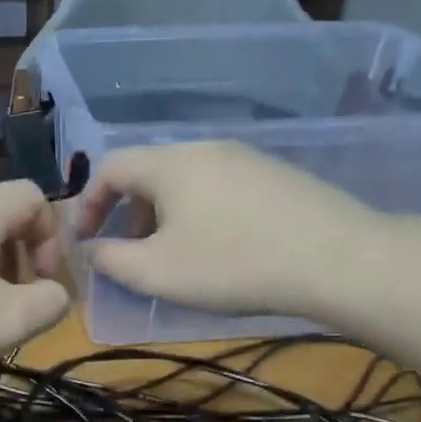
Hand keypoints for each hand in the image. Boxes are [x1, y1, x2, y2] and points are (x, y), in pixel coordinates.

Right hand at [45, 142, 380, 318]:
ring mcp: (246, 159)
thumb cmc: (231, 264)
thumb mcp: (156, 272)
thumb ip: (110, 260)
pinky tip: (219, 250)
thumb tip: (90, 249)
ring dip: (163, 217)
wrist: (335, 259)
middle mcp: (205, 149)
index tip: (84, 241)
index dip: (88, 204)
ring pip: (185, 182)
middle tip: (129, 255)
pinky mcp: (275, 176)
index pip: (110, 167)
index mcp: (170, 163)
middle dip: (127, 214)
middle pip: (148, 173)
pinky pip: (218, 189)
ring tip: (173, 257)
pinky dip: (199, 215)